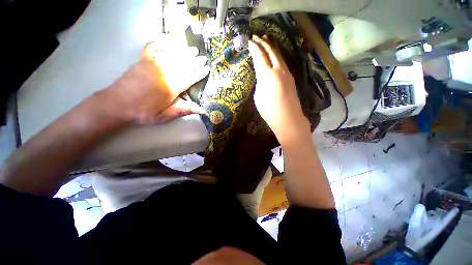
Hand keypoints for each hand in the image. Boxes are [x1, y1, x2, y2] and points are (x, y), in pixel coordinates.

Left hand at [102, 40, 208, 124]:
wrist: (117, 104)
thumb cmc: (144, 112)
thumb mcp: (166, 115)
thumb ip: (184, 110)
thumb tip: (203, 110)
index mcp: (171, 87)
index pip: (190, 77)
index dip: (199, 73)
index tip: (207, 68)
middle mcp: (164, 72)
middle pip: (183, 64)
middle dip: (195, 61)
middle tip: (203, 57)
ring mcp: (152, 64)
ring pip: (172, 54)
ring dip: (183, 51)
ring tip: (192, 49)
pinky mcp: (142, 60)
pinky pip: (153, 47)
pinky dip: (161, 41)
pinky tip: (168, 39)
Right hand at [248, 35, 309, 142]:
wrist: (288, 119)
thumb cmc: (269, 111)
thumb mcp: (258, 97)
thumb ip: (259, 83)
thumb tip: (262, 77)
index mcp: (267, 75)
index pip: (259, 56)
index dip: (254, 47)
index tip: (249, 41)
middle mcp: (278, 69)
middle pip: (270, 51)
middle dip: (263, 42)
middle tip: (256, 37)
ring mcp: (287, 72)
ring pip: (278, 54)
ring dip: (271, 46)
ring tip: (266, 40)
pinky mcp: (291, 77)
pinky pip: (283, 62)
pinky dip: (277, 55)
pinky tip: (274, 55)